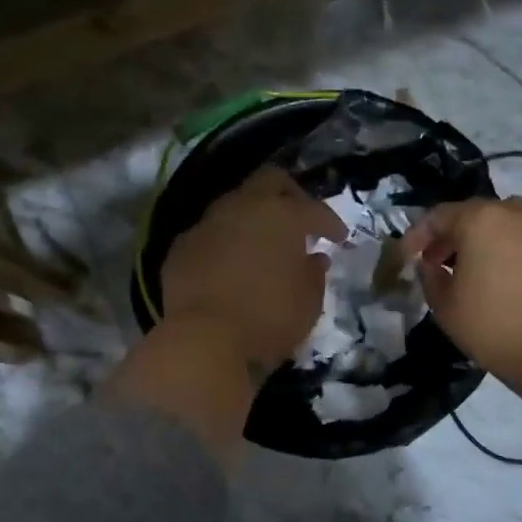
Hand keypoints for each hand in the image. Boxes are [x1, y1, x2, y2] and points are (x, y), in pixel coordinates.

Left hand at [161, 166, 346, 373]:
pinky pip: (210, 234)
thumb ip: (314, 274)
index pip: (313, 209)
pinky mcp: (181, 247)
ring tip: (263, 245)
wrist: (204, 340)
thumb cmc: (269, 318)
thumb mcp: (309, 302)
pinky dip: (225, 243)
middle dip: (289, 195)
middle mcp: (242, 207)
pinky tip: (230, 265)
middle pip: (269, 181)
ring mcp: (206, 224)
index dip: (330, 222)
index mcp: (281, 215)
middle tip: (300, 220)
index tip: (340, 238)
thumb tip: (314, 258)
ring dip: (252, 219)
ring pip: (234, 205)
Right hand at [405, 196, 521, 459]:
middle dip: (453, 235)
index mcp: (479, 220)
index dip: (418, 235)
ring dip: (488, 237)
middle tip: (440, 263)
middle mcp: (514, 213)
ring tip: (479, 265)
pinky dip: (519, 247)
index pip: (438, 216)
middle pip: (475, 214)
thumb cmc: (491, 325)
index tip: (408, 257)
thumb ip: (430, 277)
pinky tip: (515, 271)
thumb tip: (431, 265)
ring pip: (509, 221)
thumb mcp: (444, 306)